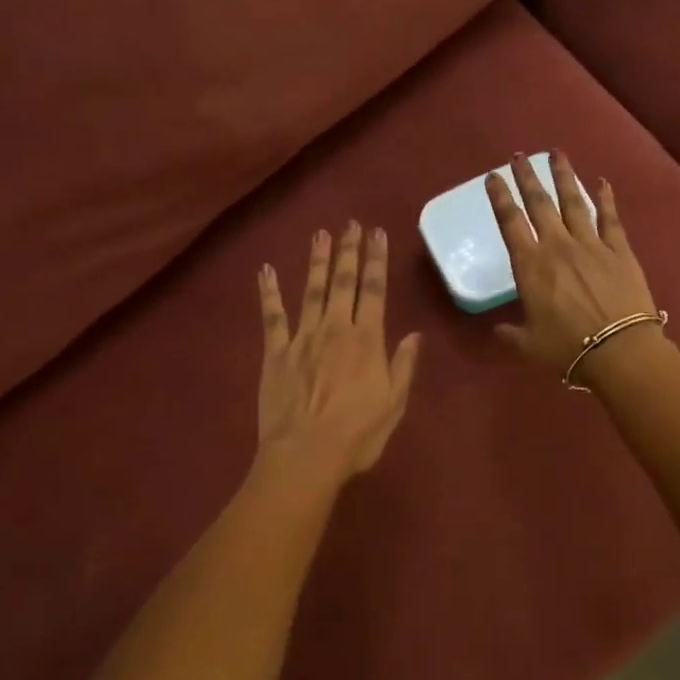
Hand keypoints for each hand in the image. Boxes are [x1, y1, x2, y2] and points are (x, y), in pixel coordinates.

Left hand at [256, 222, 422, 486]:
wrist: (306, 455)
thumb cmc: (357, 435)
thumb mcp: (394, 404)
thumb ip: (403, 366)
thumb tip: (414, 335)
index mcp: (367, 341)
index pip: (375, 291)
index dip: (376, 260)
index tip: (377, 234)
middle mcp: (335, 330)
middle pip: (344, 283)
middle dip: (348, 251)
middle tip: (350, 224)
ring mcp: (302, 338)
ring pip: (311, 291)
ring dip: (316, 261)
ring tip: (319, 235)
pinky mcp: (276, 352)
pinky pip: (272, 316)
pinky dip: (268, 292)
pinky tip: (265, 270)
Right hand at [486, 152, 660, 383]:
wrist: (619, 350)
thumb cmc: (567, 349)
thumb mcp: (528, 345)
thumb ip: (510, 334)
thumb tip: (498, 331)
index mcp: (530, 266)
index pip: (510, 222)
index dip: (500, 198)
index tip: (493, 177)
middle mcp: (558, 246)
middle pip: (539, 204)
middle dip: (527, 178)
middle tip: (518, 156)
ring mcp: (591, 244)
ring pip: (574, 202)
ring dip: (564, 176)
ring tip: (556, 153)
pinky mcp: (619, 251)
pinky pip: (610, 218)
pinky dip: (606, 198)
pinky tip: (602, 181)